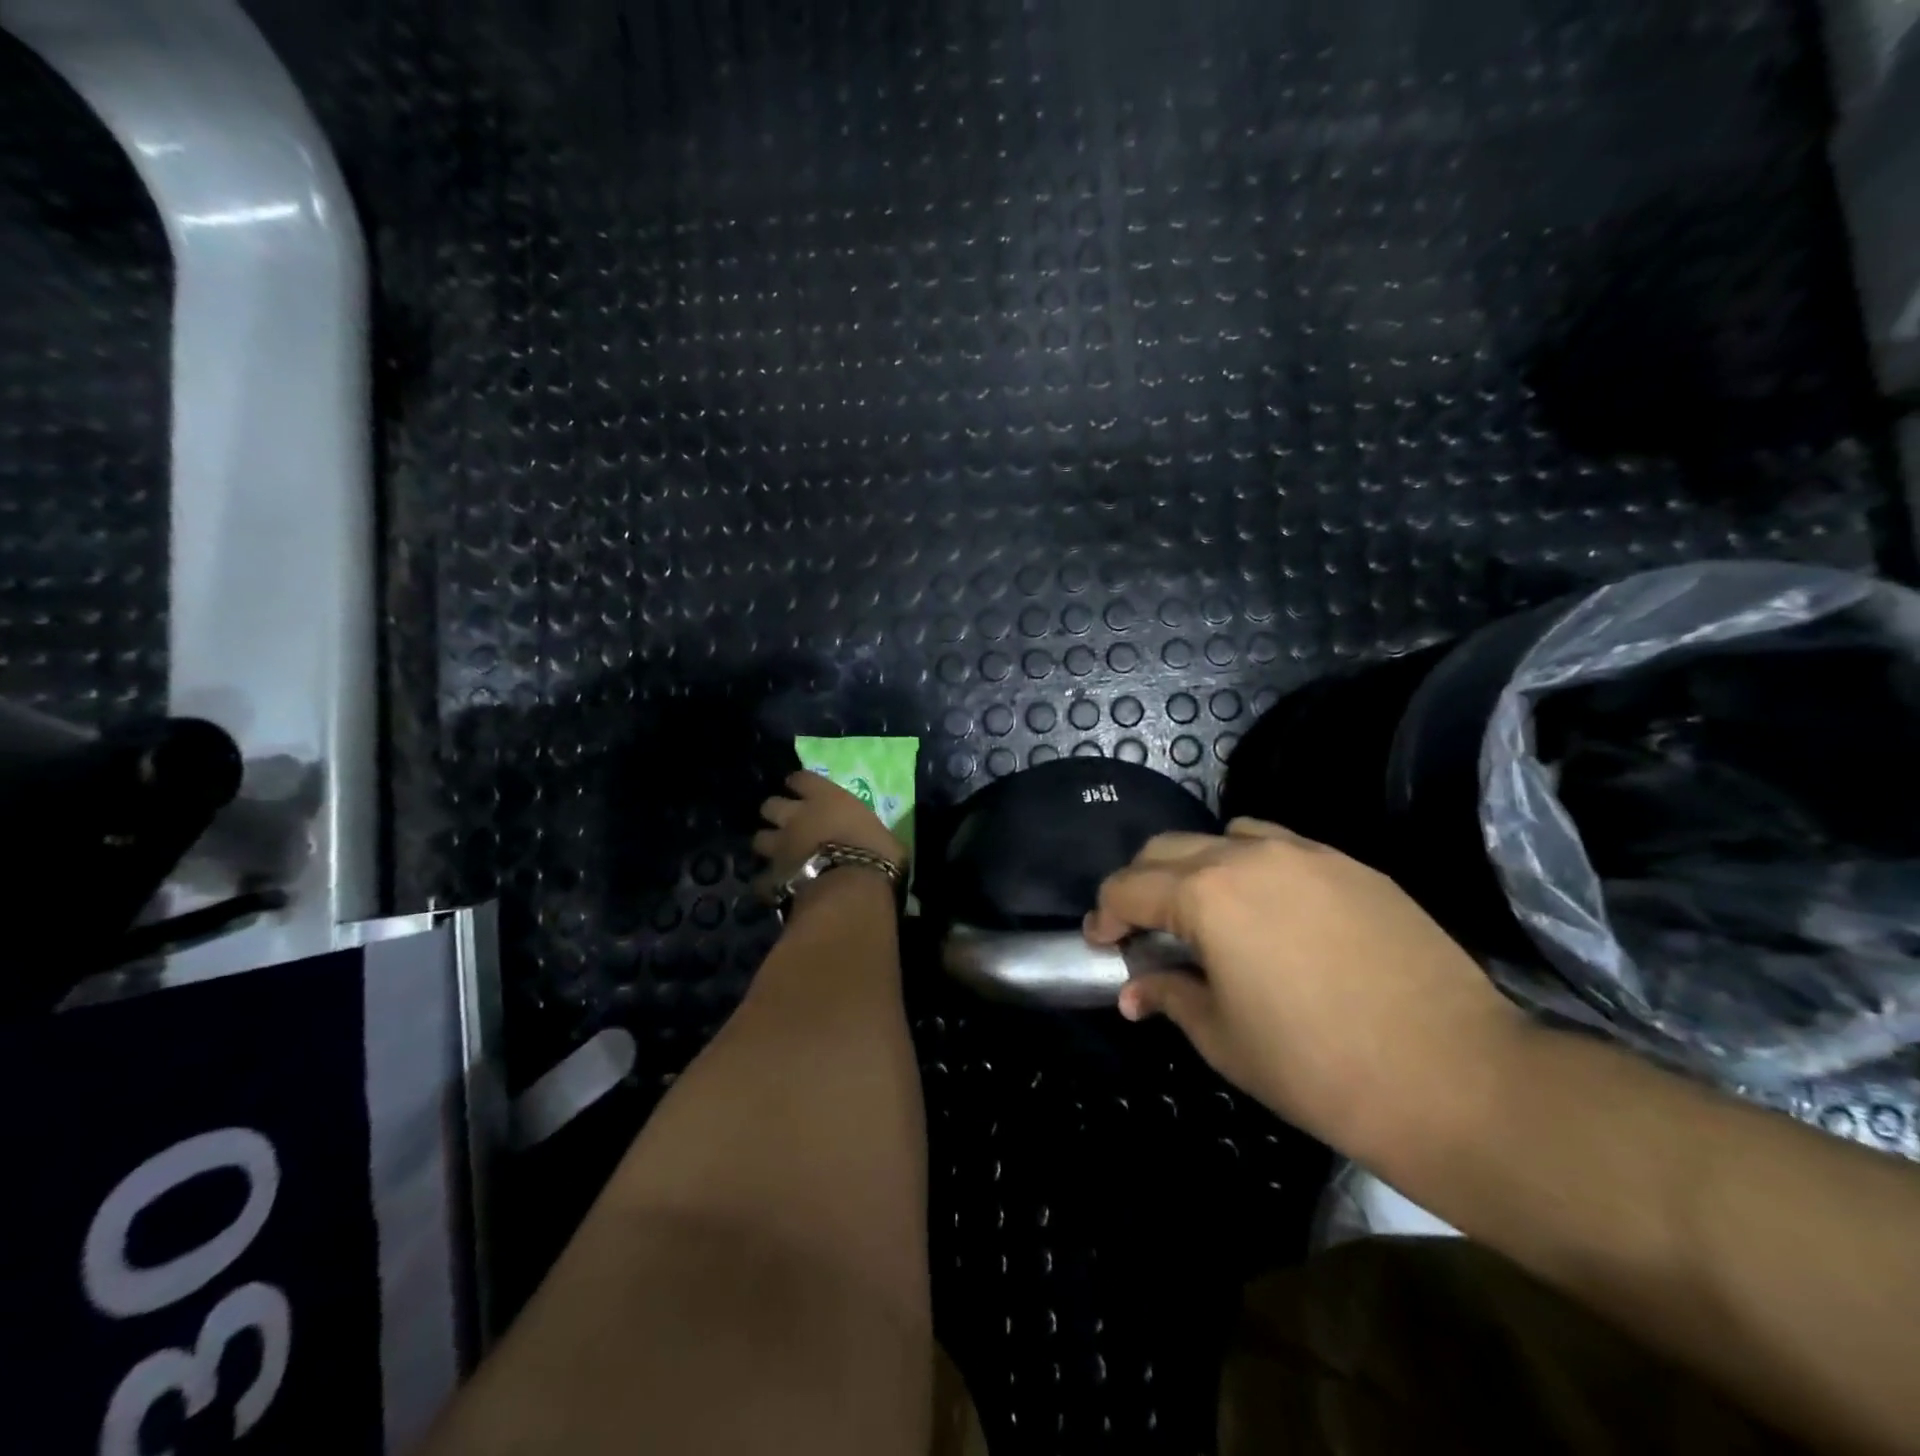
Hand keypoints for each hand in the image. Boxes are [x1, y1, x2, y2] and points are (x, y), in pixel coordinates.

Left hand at [752, 771, 907, 913]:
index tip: (801, 790)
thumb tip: (880, 844)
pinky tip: (777, 888)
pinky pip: (762, 878)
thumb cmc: (876, 854)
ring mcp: (781, 845)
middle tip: (787, 824)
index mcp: (826, 798)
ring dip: (768, 844)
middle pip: (770, 805)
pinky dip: (768, 882)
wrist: (851, 887)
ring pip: (759, 838)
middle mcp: (797, 816)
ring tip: (779, 854)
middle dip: (776, 813)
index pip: (801, 778)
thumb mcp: (883, 836)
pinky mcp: (772, 875)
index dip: (799, 784)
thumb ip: (870, 834)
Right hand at [1085, 819, 1524, 1149]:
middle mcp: (1248, 857)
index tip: (1100, 942)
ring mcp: (1306, 855)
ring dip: (1198, 866)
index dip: (1104, 915)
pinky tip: (1272, 913)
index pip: (1129, 888)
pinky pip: (1282, 847)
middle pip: (1168, 849)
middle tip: (1142, 929)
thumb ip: (1170, 996)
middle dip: (1141, 884)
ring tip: (1207, 912)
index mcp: (1206, 895)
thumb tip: (1135, 990)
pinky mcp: (1352, 866)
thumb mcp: (1224, 1039)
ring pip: (1225, 837)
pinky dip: (1254, 866)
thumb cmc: (1318, 1068)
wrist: (1456, 1079)